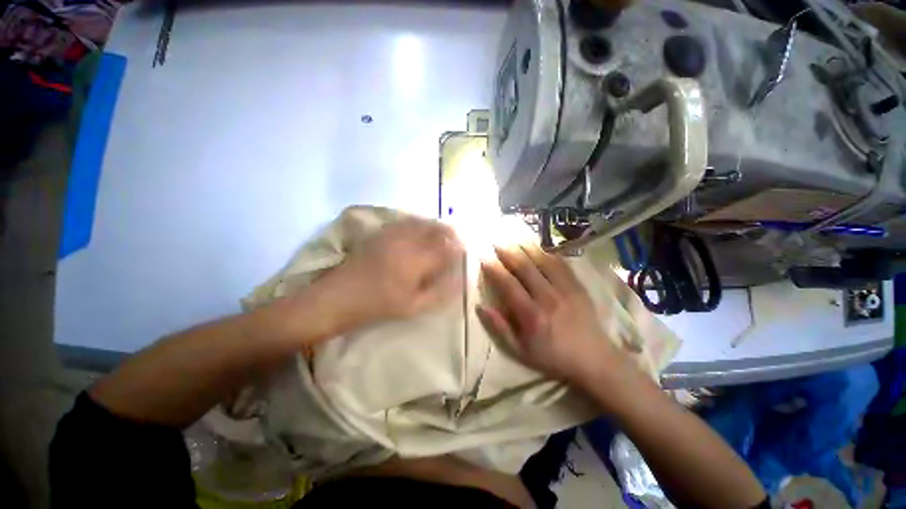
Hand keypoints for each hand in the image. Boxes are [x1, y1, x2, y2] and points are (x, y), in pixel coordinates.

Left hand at [327, 217, 463, 326]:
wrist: (340, 296)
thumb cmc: (379, 305)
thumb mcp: (413, 306)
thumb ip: (439, 292)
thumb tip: (457, 280)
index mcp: (417, 260)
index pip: (446, 248)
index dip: (458, 248)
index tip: (464, 251)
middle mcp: (408, 241)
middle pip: (436, 230)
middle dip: (450, 233)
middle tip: (458, 239)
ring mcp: (393, 234)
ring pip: (422, 223)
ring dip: (436, 226)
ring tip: (444, 233)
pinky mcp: (381, 233)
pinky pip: (406, 222)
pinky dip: (419, 223)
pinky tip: (421, 228)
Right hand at [477, 244, 618, 383]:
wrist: (594, 359)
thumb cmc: (552, 356)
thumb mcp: (520, 350)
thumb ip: (499, 328)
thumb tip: (480, 306)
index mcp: (531, 315)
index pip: (508, 284)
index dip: (494, 269)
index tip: (484, 258)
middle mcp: (548, 297)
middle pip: (524, 267)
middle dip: (508, 252)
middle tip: (496, 242)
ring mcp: (565, 289)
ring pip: (543, 260)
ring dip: (526, 247)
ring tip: (514, 237)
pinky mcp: (577, 285)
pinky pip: (561, 263)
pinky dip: (547, 252)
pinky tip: (538, 245)